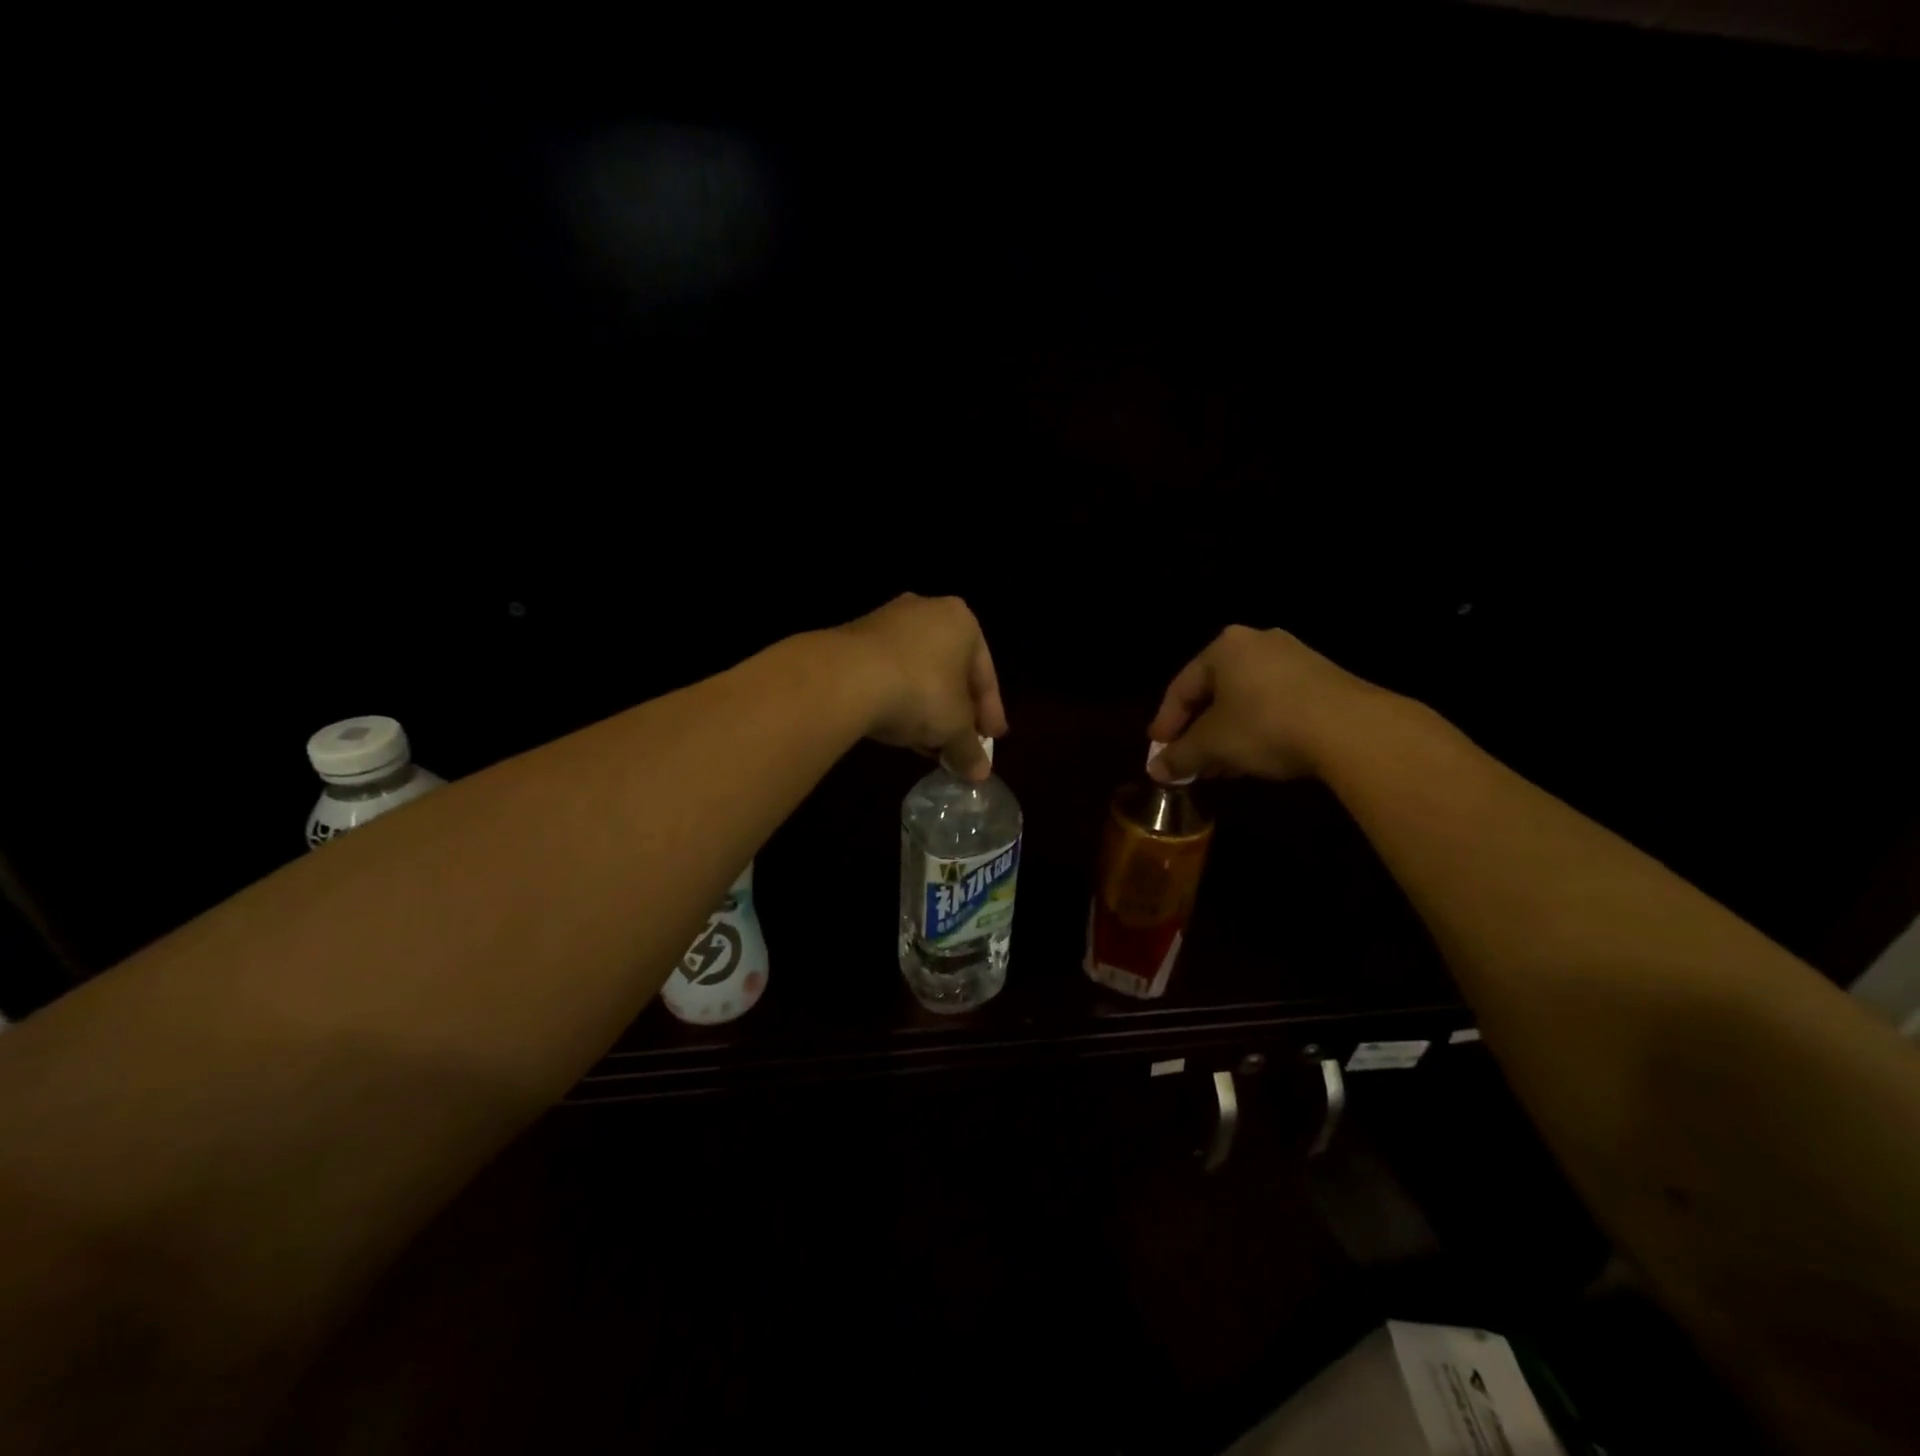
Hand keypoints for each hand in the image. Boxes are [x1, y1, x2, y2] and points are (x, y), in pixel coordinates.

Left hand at [834, 594, 1008, 780]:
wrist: (846, 678)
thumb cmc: (920, 692)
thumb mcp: (954, 728)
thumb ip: (970, 749)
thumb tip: (979, 773)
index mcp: (961, 621)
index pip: (985, 674)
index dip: (990, 713)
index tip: (990, 741)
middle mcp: (926, 610)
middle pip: (950, 671)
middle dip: (955, 710)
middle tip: (958, 743)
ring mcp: (886, 621)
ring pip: (917, 672)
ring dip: (925, 708)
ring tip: (927, 743)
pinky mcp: (853, 638)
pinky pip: (887, 673)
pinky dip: (896, 699)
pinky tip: (896, 727)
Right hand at [1147, 626, 1371, 782]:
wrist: (1352, 729)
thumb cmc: (1265, 725)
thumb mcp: (1213, 745)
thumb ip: (1180, 756)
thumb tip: (1155, 770)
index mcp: (1225, 647)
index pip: (1181, 687)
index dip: (1165, 723)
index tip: (1158, 751)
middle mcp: (1258, 643)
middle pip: (1214, 692)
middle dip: (1199, 732)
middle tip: (1188, 761)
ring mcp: (1295, 659)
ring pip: (1245, 700)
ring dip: (1227, 735)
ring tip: (1219, 767)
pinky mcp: (1323, 680)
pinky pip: (1274, 704)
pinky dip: (1257, 730)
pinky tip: (1254, 758)